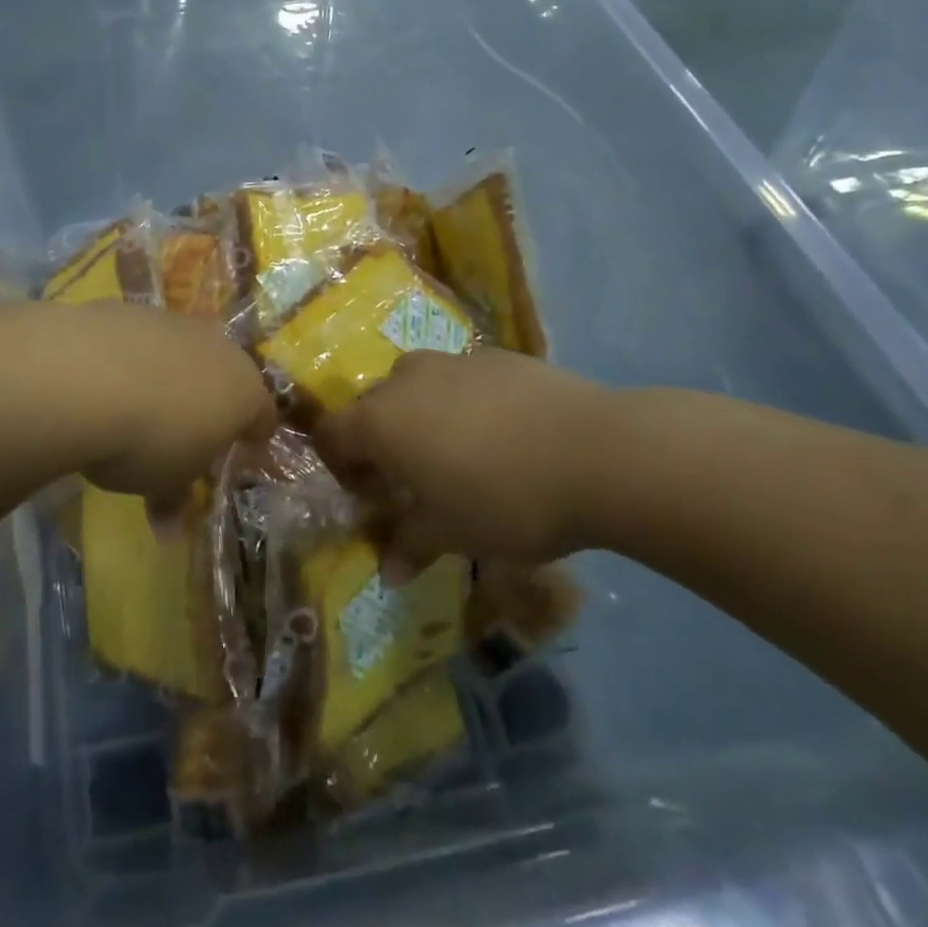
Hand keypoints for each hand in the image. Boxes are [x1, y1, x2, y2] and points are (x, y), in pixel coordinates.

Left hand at [70, 303, 277, 518]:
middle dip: (210, 404)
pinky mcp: (133, 309)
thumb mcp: (163, 483)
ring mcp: (176, 323)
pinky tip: (106, 382)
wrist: (85, 376)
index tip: (240, 456)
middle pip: (225, 378)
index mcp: (244, 392)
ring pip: (183, 354)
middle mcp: (218, 348)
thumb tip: (171, 530)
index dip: (253, 439)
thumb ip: (174, 500)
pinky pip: (143, 341)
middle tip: (187, 435)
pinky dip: (133, 359)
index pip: (263, 417)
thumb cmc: (146, 440)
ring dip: (170, 378)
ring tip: (139, 407)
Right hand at [312, 348, 614, 568]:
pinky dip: (462, 400)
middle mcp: (406, 379)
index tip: (365, 493)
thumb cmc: (505, 499)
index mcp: (382, 420)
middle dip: (380, 440)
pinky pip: (460, 377)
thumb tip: (388, 572)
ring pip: (416, 384)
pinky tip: (501, 431)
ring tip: (456, 450)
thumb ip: (410, 545)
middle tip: (410, 478)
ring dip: (420, 414)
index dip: (339, 464)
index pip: (332, 433)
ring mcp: (452, 360)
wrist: (596, 451)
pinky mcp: (495, 354)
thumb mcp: (452, 533)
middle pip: (372, 405)